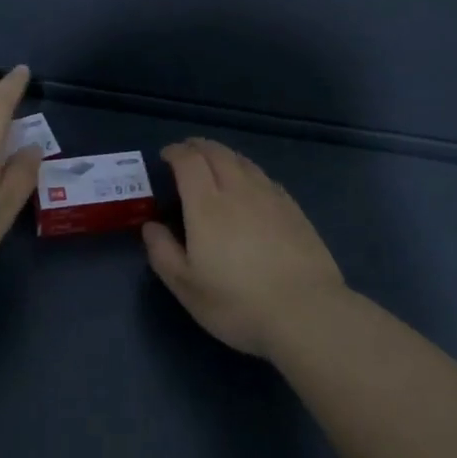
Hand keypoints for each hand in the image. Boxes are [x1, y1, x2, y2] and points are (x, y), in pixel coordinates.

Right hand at [141, 137, 346, 356]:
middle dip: (198, 147)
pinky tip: (250, 186)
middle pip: (217, 153)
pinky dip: (248, 171)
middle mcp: (238, 190)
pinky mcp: (293, 208)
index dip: (175, 152)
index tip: (165, 155)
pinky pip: (264, 176)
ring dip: (223, 155)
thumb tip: (150, 226)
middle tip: (186, 153)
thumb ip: (163, 253)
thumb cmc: (238, 303)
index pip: (188, 161)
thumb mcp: (187, 288)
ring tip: (215, 163)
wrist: (305, 310)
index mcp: (207, 205)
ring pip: (243, 161)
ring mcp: (270, 196)